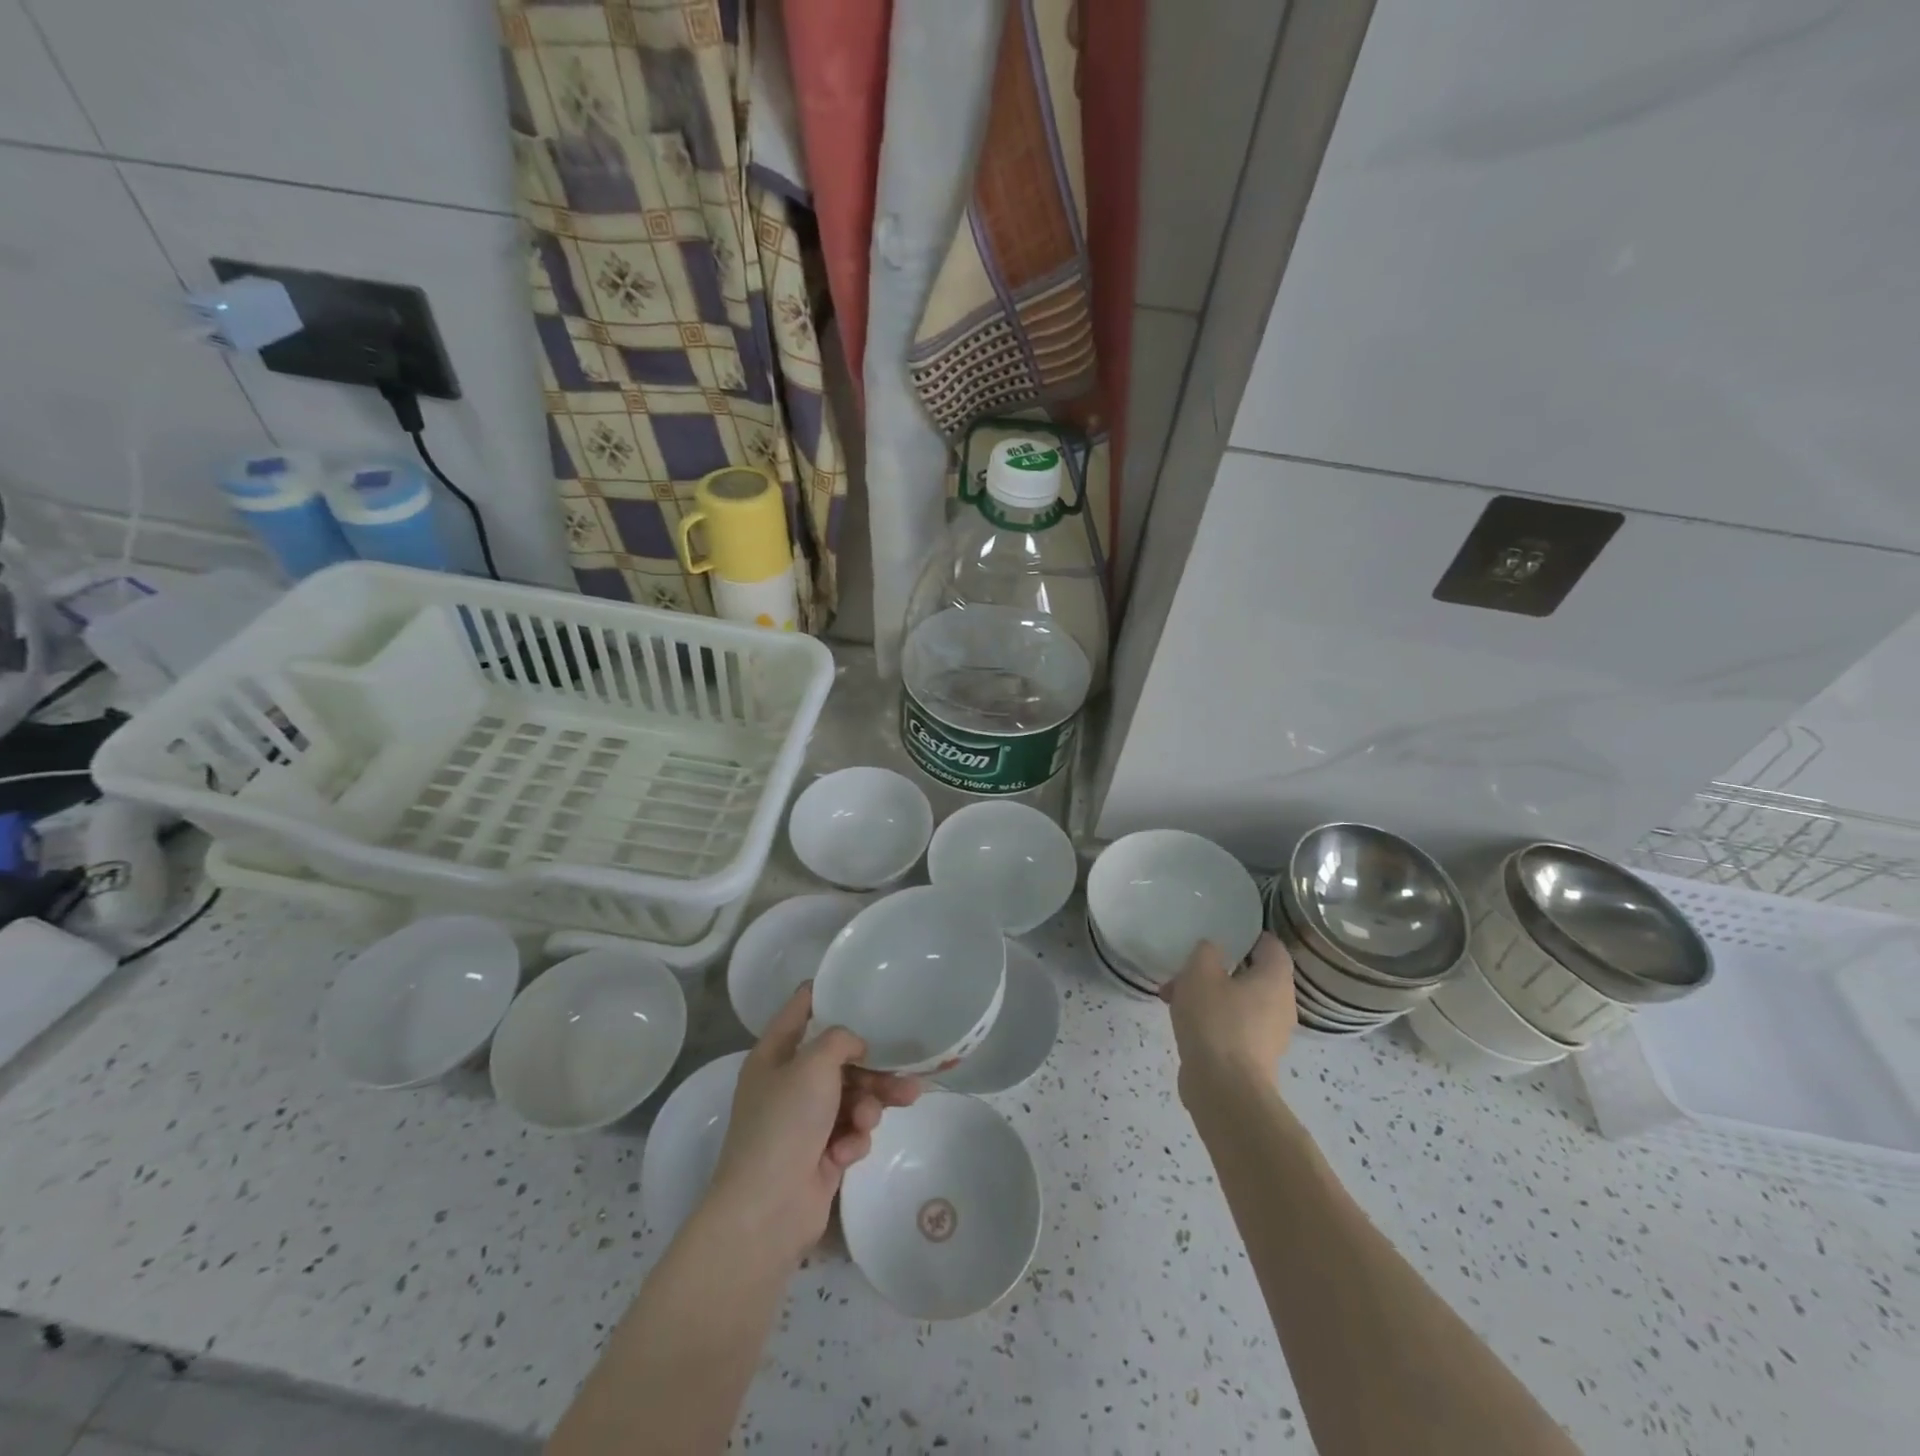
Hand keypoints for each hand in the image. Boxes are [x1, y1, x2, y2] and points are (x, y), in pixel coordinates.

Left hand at [704, 983, 921, 1264]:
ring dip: (870, 1105)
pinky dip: (853, 1139)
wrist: (768, 1210)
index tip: (862, 985)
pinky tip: (845, 1154)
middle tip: (905, 1073)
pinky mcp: (821, 1153)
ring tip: (882, 1114)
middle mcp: (788, 1082)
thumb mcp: (813, 1064)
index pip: (801, 1008)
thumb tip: (855, 1046)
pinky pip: (850, 1131)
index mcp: (774, 1054)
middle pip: (840, 1059)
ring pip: (852, 1096)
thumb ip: (840, 1040)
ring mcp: (804, 1120)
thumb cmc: (785, 1123)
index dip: (827, 993)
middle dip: (873, 1068)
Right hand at [1161, 933, 1295, 1097]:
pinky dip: (1211, 1019)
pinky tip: (1183, 1022)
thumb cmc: (1216, 1021)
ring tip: (1173, 996)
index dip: (1249, 935)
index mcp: (1275, 979)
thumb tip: (1213, 951)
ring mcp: (1269, 1035)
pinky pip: (1232, 1026)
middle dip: (1217, 969)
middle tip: (1189, 967)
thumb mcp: (1200, 973)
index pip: (1271, 946)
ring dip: (1208, 995)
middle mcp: (1281, 1005)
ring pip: (1238, 1002)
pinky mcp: (1253, 1058)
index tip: (1223, 932)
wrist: (1224, 1089)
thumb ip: (1206, 952)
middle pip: (1251, 975)